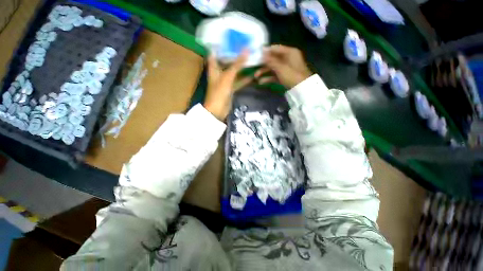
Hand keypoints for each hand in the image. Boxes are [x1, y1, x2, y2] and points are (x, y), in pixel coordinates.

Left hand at [204, 51, 247, 120]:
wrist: (218, 110)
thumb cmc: (219, 92)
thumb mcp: (228, 76)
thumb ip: (237, 64)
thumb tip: (247, 49)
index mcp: (214, 67)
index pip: (215, 52)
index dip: (221, 44)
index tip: (230, 37)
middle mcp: (219, 72)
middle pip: (227, 61)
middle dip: (236, 55)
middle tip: (246, 46)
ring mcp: (225, 81)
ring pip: (234, 72)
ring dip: (242, 67)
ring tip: (253, 59)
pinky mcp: (231, 88)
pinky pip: (238, 81)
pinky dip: (245, 79)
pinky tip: (253, 75)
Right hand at [255, 45, 312, 88]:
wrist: (301, 89)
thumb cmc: (292, 75)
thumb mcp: (280, 67)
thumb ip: (270, 60)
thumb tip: (262, 52)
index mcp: (289, 52)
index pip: (275, 48)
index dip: (266, 51)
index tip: (256, 54)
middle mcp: (288, 59)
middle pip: (273, 59)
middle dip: (263, 64)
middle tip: (254, 66)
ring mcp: (286, 68)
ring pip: (273, 68)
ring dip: (264, 72)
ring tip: (256, 76)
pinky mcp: (284, 77)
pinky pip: (275, 75)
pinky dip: (269, 78)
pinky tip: (261, 82)